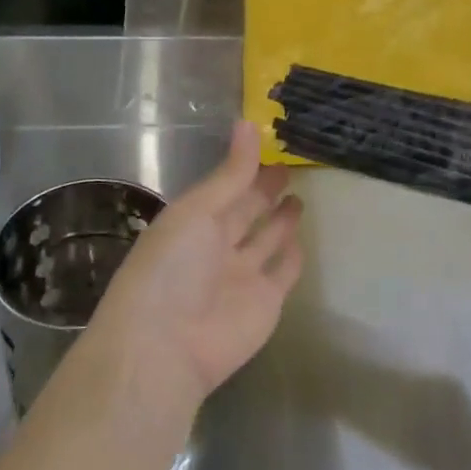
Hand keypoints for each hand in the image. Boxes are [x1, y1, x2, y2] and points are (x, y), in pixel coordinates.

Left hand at [89, 122, 304, 413]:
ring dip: (280, 219)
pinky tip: (302, 238)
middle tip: (289, 165)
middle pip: (246, 211)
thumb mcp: (197, 211)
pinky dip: (291, 256)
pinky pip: (282, 272)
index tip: (269, 142)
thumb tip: (248, 123)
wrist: (168, 346)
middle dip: (264, 190)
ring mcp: (242, 275)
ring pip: (266, 240)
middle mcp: (216, 246)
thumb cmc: (172, 267)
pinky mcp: (266, 302)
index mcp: (192, 221)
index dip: (244, 167)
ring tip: (299, 193)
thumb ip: (230, 174)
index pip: (224, 187)